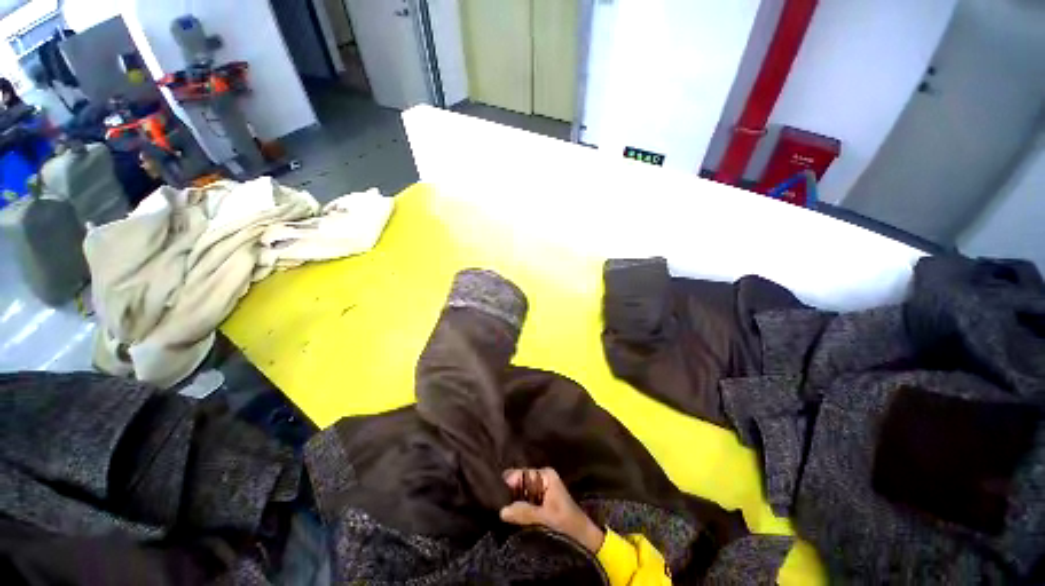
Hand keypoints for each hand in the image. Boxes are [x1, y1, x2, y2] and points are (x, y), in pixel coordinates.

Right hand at [499, 468, 604, 553]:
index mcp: (545, 475)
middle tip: (496, 503)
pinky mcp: (541, 504)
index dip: (510, 482)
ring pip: (522, 494)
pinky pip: (525, 503)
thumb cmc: (567, 523)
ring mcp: (542, 491)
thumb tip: (502, 511)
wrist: (584, 538)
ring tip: (500, 510)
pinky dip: (519, 509)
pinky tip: (510, 516)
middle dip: (510, 492)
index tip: (496, 492)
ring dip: (514, 502)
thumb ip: (524, 512)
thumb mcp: (545, 517)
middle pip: (521, 483)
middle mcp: (542, 479)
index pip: (522, 473)